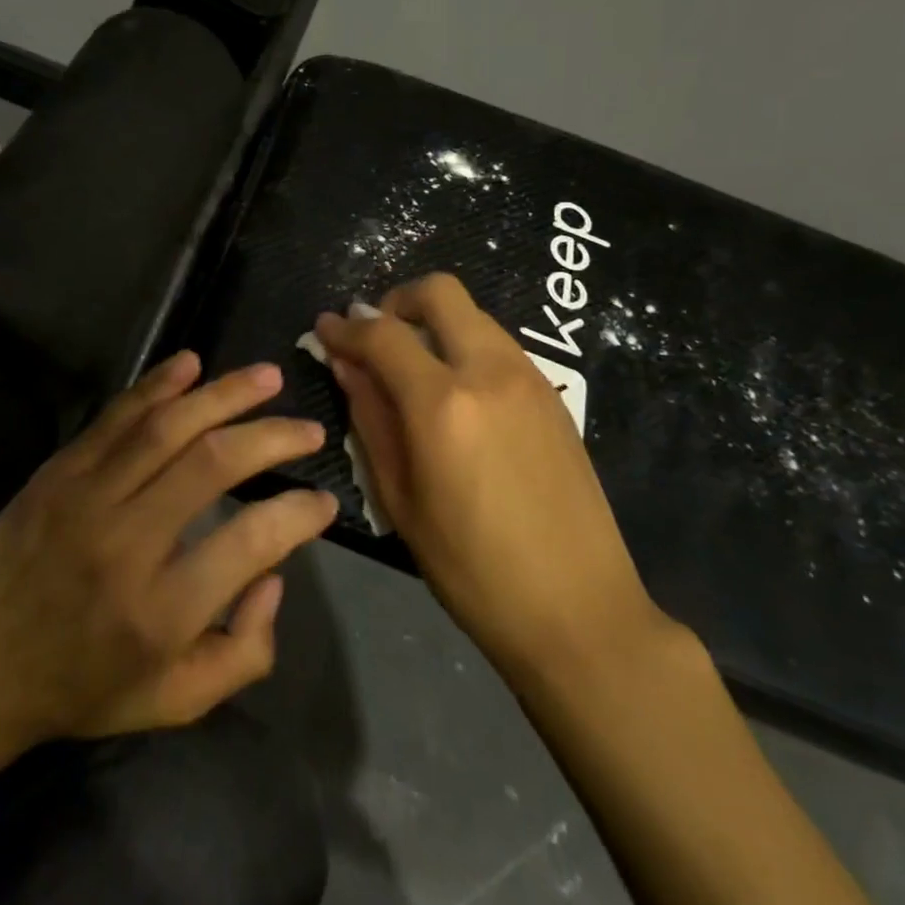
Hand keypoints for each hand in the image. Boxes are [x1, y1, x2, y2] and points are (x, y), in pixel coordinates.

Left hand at [0, 352, 337, 744]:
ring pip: (166, 427)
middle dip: (272, 438)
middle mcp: (127, 543)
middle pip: (212, 464)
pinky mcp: (60, 471)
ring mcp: (87, 497)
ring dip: (224, 395)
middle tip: (309, 429)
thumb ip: (243, 652)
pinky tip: (191, 363)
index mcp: (161, 611)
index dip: (298, 513)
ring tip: (268, 377)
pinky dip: (157, 385)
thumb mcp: (175, 702)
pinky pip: (116, 417)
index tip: (324, 500)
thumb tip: (275, 574)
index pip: (250, 541)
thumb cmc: (85, 687)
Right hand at [314, 274, 663, 677]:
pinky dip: (465, 347)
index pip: (382, 334)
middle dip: (397, 302)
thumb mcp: (400, 499)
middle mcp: (489, 372)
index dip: (345, 327)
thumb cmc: (471, 568)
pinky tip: (456, 395)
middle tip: (376, 337)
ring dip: (434, 324)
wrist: (579, 611)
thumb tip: (346, 365)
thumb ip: (370, 419)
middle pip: (439, 293)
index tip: (325, 328)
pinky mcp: (554, 395)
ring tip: (413, 369)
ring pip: (472, 314)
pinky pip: (498, 345)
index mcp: (443, 404)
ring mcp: (529, 378)